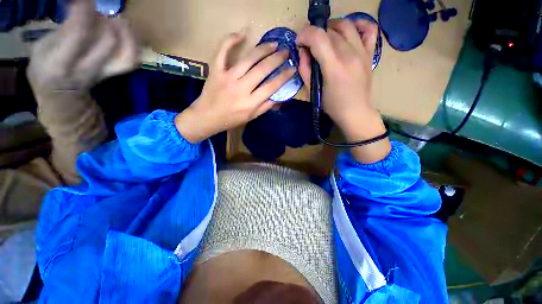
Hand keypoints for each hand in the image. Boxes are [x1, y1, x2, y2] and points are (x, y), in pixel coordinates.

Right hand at [27, 0, 139, 96]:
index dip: (85, 12)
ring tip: (118, 19)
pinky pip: (132, 62)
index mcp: (60, 63)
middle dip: (105, 20)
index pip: (79, 34)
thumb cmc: (46, 69)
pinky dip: (135, 46)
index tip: (85, 0)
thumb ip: (62, 31)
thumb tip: (83, 11)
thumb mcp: (42, 48)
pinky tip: (129, 33)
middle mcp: (86, 69)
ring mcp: (105, 73)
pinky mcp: (115, 75)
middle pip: (108, 41)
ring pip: (126, 54)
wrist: (62, 96)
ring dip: (126, 33)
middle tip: (97, 12)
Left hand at [175, 31, 294, 142]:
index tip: (292, 69)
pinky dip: (231, 40)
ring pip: (248, 59)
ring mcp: (228, 77)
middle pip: (262, 70)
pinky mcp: (216, 70)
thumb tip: (279, 97)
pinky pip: (223, 51)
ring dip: (263, 49)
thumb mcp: (251, 117)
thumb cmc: (231, 119)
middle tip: (286, 52)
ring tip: (273, 44)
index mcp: (250, 103)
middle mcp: (241, 88)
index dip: (283, 76)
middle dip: (277, 59)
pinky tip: (242, 34)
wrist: (207, 117)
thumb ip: (265, 107)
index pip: (271, 87)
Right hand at [297, 19, 390, 162]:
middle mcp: (350, 55)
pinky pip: (369, 29)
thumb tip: (303, 51)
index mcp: (334, 67)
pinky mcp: (370, 53)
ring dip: (331, 27)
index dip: (305, 35)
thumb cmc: (332, 106)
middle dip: (314, 34)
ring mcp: (362, 52)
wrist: (356, 112)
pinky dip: (358, 24)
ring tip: (325, 37)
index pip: (318, 37)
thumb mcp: (313, 92)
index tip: (300, 43)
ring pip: (346, 25)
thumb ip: (305, 70)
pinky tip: (349, 31)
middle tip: (309, 46)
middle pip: (329, 31)